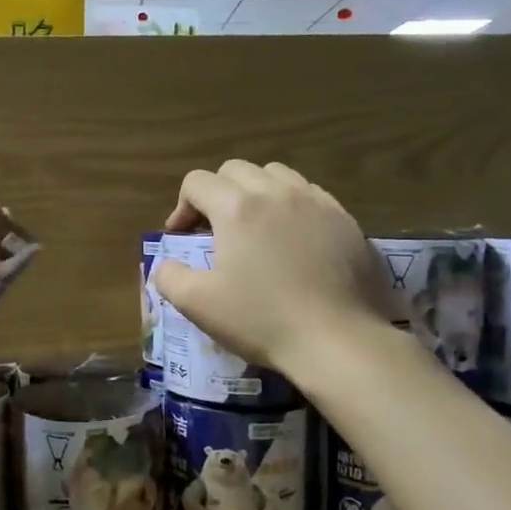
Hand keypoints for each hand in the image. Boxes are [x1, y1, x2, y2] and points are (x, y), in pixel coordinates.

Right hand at [153, 160, 395, 377]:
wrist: (338, 340)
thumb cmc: (262, 320)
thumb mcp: (198, 305)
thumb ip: (169, 277)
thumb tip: (165, 265)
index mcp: (237, 207)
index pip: (197, 182)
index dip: (181, 207)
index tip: (182, 238)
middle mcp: (276, 192)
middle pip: (235, 170)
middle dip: (216, 193)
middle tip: (215, 231)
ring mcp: (316, 202)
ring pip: (276, 174)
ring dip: (255, 192)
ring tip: (255, 228)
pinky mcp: (345, 219)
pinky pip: (310, 194)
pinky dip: (291, 205)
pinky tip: (293, 239)